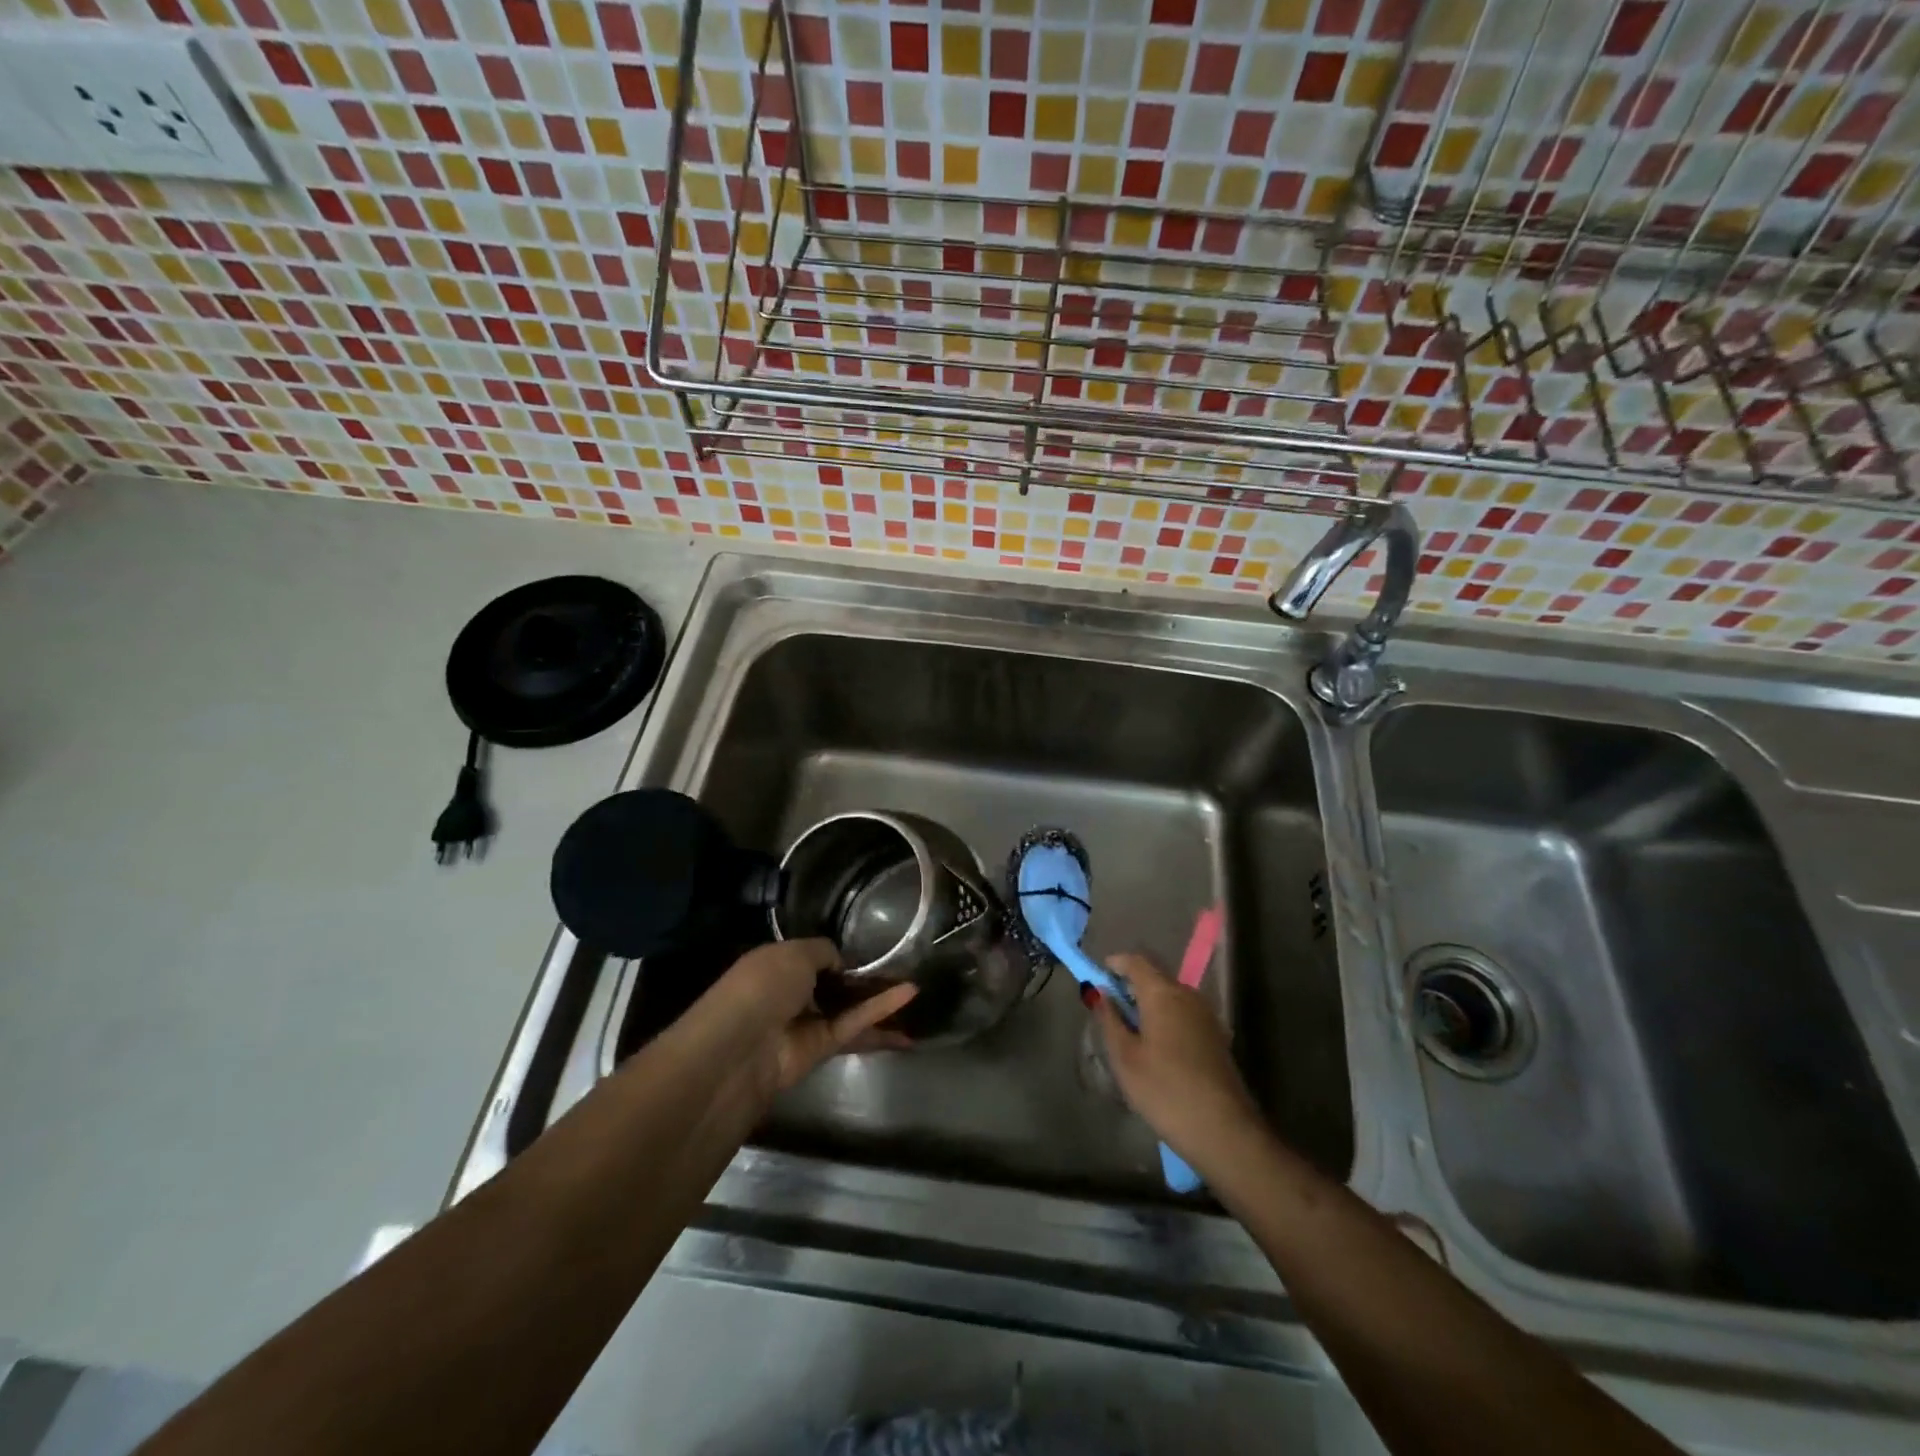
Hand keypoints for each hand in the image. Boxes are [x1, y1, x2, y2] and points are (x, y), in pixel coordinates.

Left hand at [707, 939, 916, 1096]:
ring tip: (918, 985)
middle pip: (836, 984)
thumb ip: (824, 951)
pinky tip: (909, 994)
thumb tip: (840, 962)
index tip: (870, 947)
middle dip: (864, 978)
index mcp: (777, 964)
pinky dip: (881, 1010)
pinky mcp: (823, 1047)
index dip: (839, 954)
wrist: (743, 1045)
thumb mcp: (795, 952)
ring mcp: (808, 1022)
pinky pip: (855, 1024)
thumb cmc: (763, 985)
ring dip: (880, 998)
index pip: (813, 957)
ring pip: (850, 1007)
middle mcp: (792, 993)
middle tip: (901, 966)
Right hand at [1091, 953, 1264, 1173]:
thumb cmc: (1165, 1091)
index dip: (1116, 963)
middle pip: (1155, 976)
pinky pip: (1184, 1013)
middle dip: (1131, 985)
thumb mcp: (1125, 1058)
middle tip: (1110, 1008)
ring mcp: (1207, 1015)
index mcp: (1163, 993)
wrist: (1224, 1131)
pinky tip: (1157, 1047)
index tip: (1099, 977)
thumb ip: (1110, 1020)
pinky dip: (1166, 1017)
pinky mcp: (1216, 1036)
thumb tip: (1101, 993)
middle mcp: (1188, 995)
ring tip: (1131, 1030)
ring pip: (1171, 996)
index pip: (1136, 961)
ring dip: (1149, 1003)